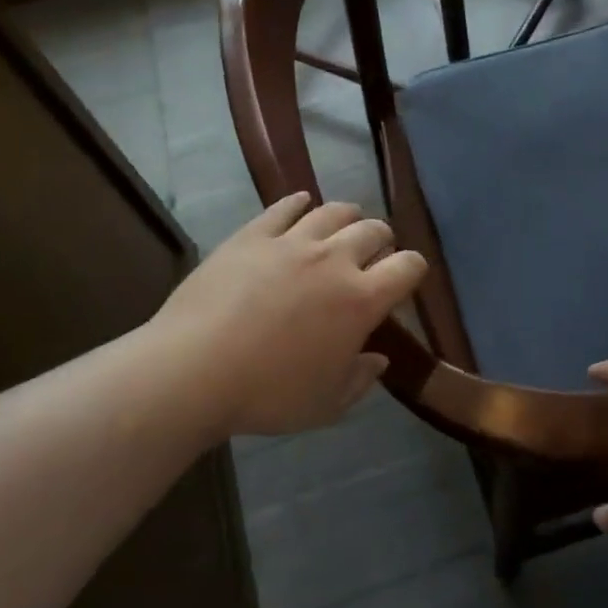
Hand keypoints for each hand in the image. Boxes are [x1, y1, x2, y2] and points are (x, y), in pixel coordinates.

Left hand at [150, 194, 426, 439]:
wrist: (193, 371)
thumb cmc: (268, 395)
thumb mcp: (326, 404)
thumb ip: (360, 379)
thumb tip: (378, 359)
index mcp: (361, 300)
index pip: (408, 266)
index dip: (413, 269)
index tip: (405, 279)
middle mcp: (334, 260)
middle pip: (374, 230)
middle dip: (381, 240)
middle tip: (372, 255)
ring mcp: (292, 242)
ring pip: (334, 211)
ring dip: (347, 217)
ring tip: (342, 227)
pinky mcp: (253, 235)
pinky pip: (285, 206)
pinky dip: (299, 202)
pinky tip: (301, 204)